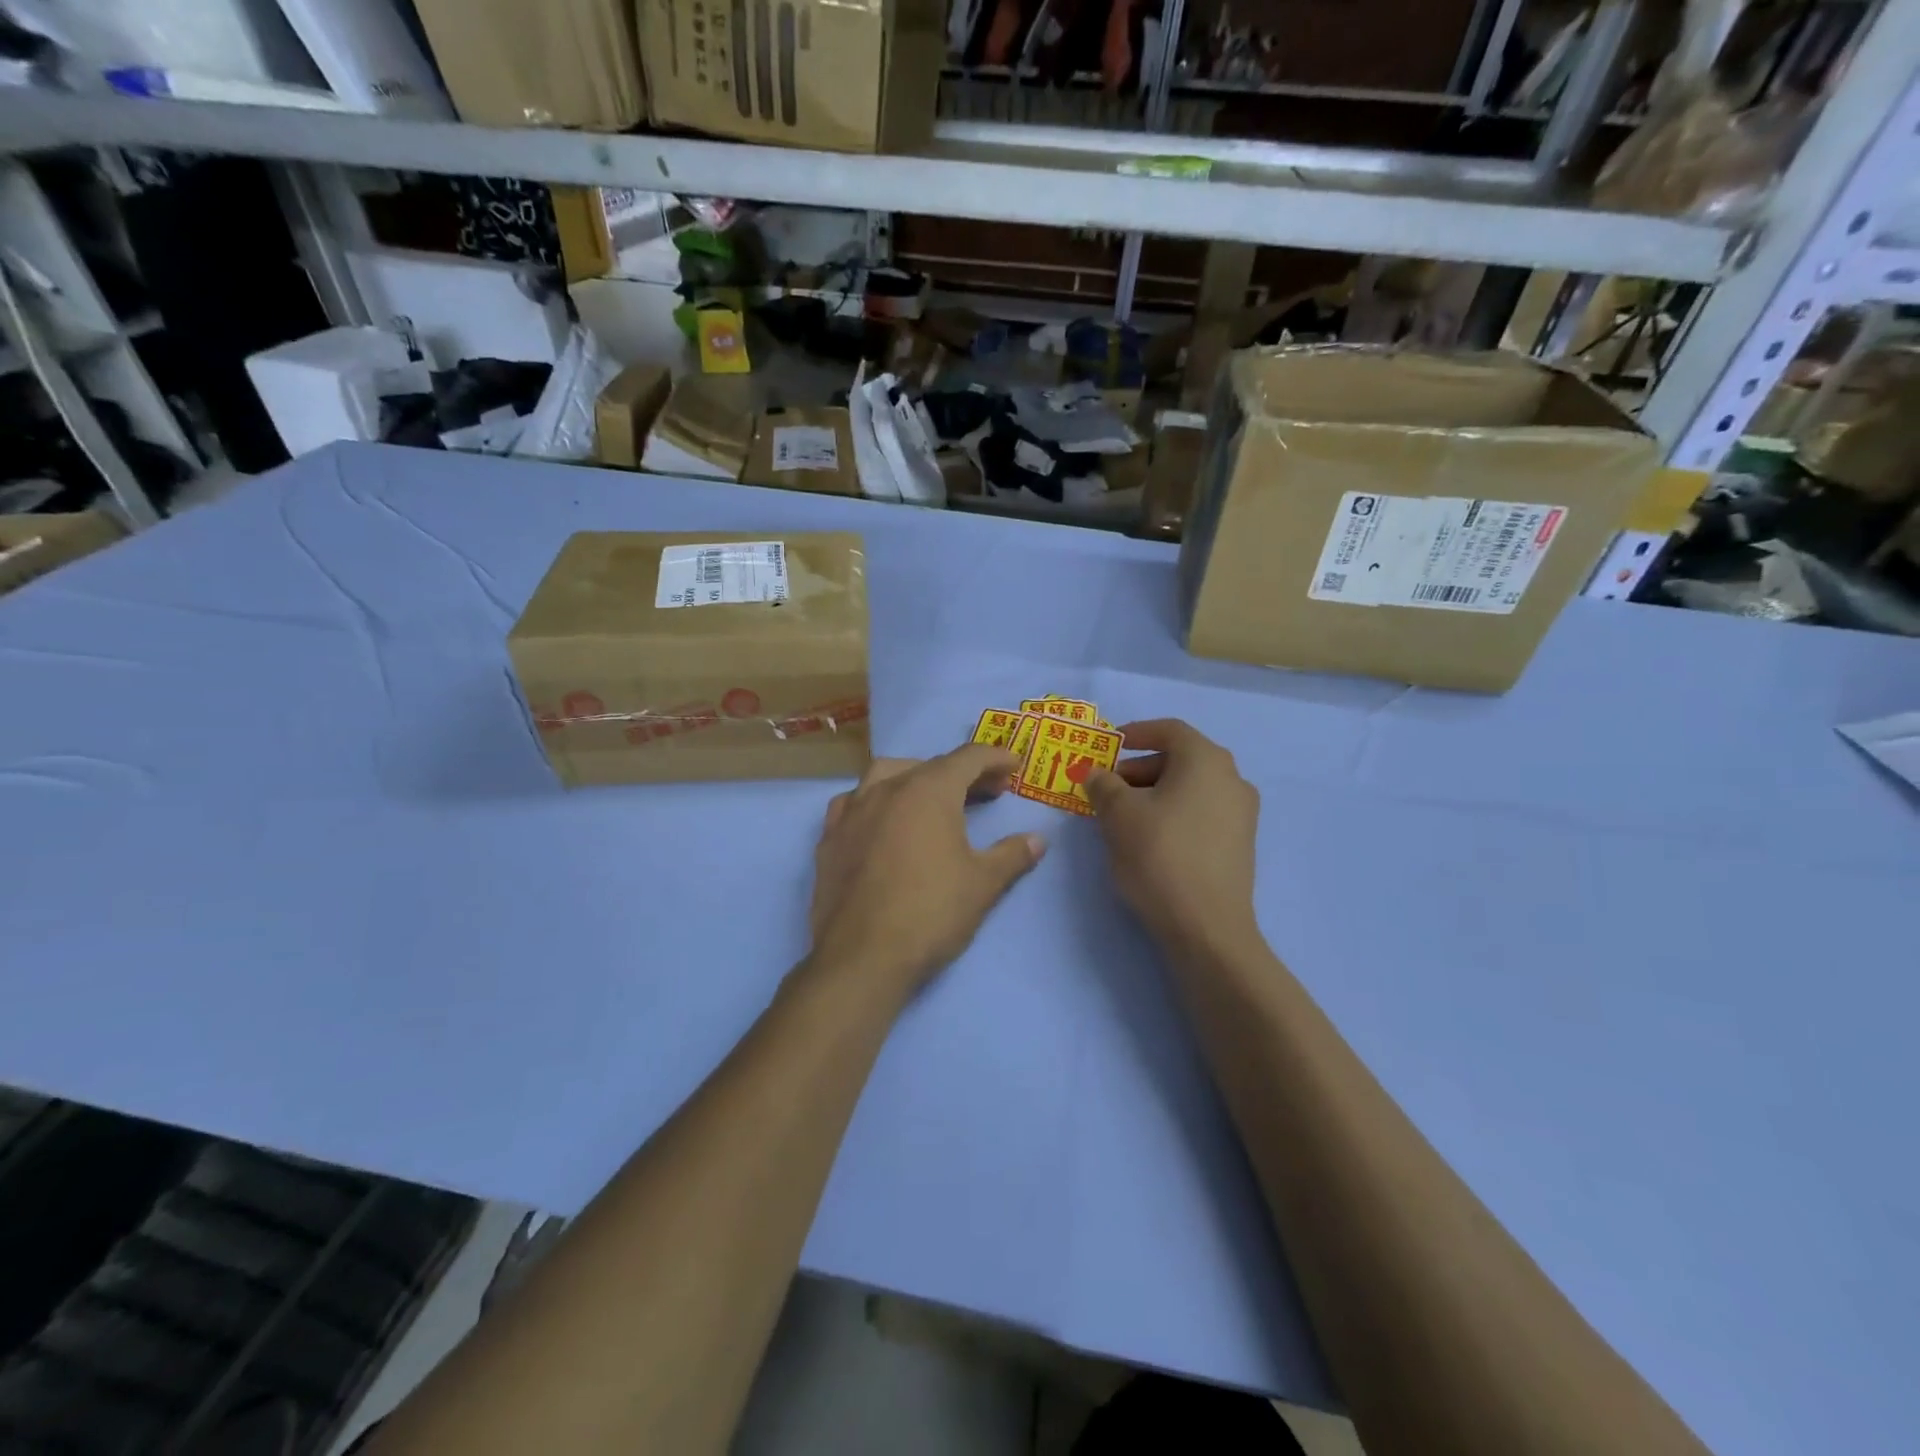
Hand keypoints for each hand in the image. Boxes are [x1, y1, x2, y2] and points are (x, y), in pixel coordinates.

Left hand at [808, 745, 1045, 999]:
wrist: (862, 956)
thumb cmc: (931, 912)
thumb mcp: (983, 884)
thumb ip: (1012, 855)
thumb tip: (1037, 840)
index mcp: (928, 790)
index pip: (968, 758)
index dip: (996, 758)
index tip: (1015, 766)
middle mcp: (887, 788)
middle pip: (930, 765)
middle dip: (964, 773)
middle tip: (989, 792)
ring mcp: (852, 811)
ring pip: (886, 775)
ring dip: (916, 778)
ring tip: (934, 798)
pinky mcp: (829, 838)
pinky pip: (855, 802)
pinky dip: (876, 801)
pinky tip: (883, 821)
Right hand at [1085, 719, 1259, 952]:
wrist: (1207, 928)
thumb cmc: (1160, 856)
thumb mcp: (1118, 814)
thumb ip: (1103, 785)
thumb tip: (1096, 774)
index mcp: (1206, 760)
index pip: (1169, 730)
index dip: (1135, 733)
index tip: (1109, 746)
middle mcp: (1232, 779)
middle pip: (1180, 759)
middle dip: (1139, 769)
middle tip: (1107, 789)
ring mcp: (1241, 814)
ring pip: (1190, 789)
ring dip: (1154, 793)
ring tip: (1122, 817)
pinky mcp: (1240, 845)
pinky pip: (1201, 814)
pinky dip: (1173, 814)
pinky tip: (1149, 840)